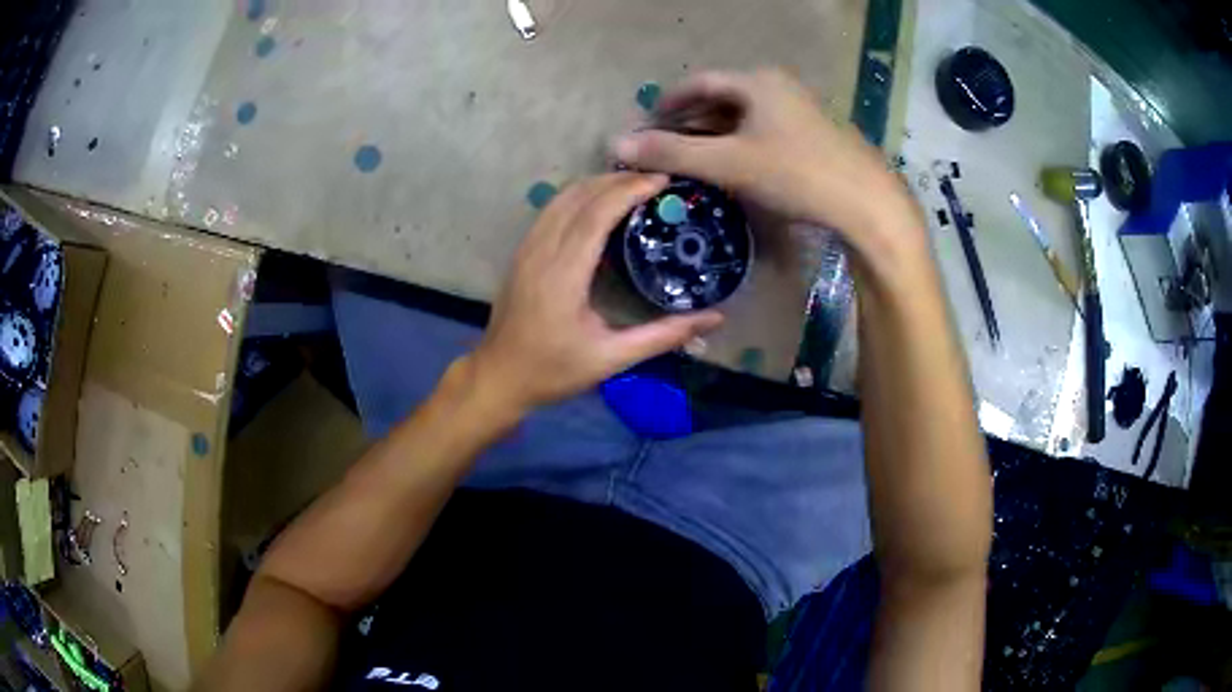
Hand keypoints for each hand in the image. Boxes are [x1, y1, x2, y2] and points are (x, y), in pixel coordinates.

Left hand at [468, 173, 723, 412]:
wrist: (498, 378)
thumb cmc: (553, 371)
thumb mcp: (611, 358)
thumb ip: (663, 335)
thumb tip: (714, 319)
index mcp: (562, 276)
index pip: (596, 215)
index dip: (629, 192)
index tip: (662, 181)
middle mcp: (540, 252)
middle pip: (578, 197)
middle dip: (617, 182)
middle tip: (656, 181)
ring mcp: (526, 249)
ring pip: (560, 198)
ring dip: (596, 184)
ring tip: (632, 186)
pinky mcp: (521, 253)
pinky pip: (550, 211)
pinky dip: (578, 197)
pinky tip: (599, 205)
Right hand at [612, 69, 919, 252]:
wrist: (869, 204)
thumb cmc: (797, 174)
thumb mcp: (729, 163)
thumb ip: (673, 153)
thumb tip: (616, 144)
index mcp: (757, 82)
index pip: (698, 83)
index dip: (667, 102)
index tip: (646, 124)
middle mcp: (779, 87)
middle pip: (721, 99)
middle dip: (690, 122)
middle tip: (665, 147)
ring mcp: (800, 109)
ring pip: (745, 117)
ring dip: (715, 135)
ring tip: (693, 160)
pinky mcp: (814, 134)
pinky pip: (765, 131)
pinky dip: (741, 144)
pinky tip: (734, 167)